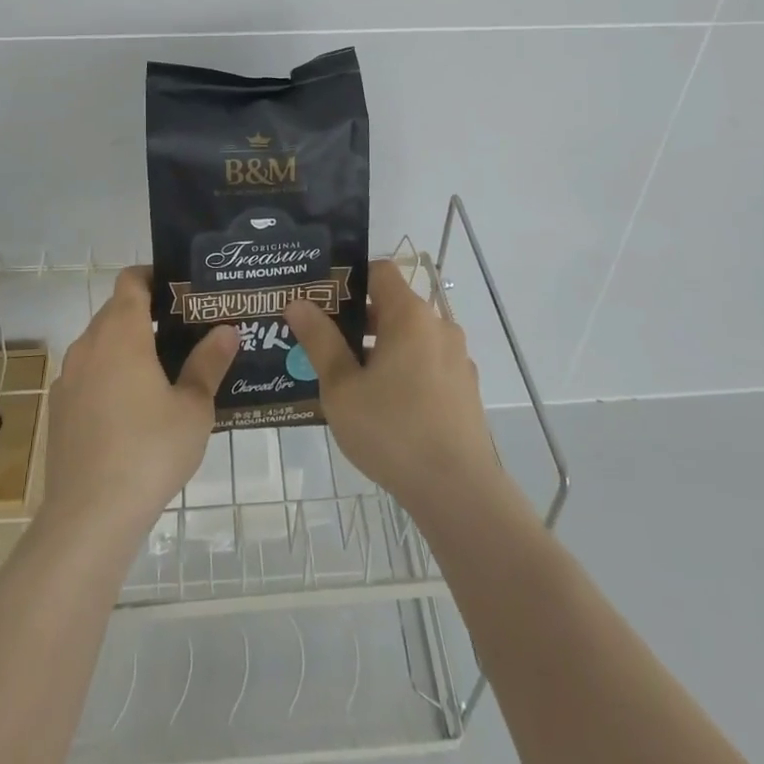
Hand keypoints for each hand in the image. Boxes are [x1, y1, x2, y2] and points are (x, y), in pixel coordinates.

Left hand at [40, 266, 237, 536]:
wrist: (90, 516)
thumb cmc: (150, 450)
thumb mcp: (194, 407)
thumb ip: (209, 363)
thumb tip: (227, 331)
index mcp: (122, 332)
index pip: (131, 281)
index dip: (153, 276)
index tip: (179, 290)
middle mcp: (89, 345)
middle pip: (115, 311)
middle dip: (146, 314)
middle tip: (183, 332)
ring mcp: (68, 378)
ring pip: (99, 345)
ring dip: (126, 348)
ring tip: (161, 372)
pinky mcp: (59, 409)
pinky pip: (87, 376)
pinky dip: (108, 377)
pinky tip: (130, 412)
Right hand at [285, 260, 500, 518]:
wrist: (459, 493)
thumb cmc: (392, 431)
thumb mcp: (342, 387)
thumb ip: (320, 340)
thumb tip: (298, 302)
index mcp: (410, 315)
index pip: (380, 271)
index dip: (349, 278)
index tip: (321, 299)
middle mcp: (439, 327)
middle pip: (394, 304)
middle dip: (358, 318)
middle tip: (323, 340)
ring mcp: (456, 359)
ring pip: (410, 337)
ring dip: (380, 347)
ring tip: (347, 376)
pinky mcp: (464, 389)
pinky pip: (426, 363)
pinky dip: (403, 369)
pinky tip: (381, 404)